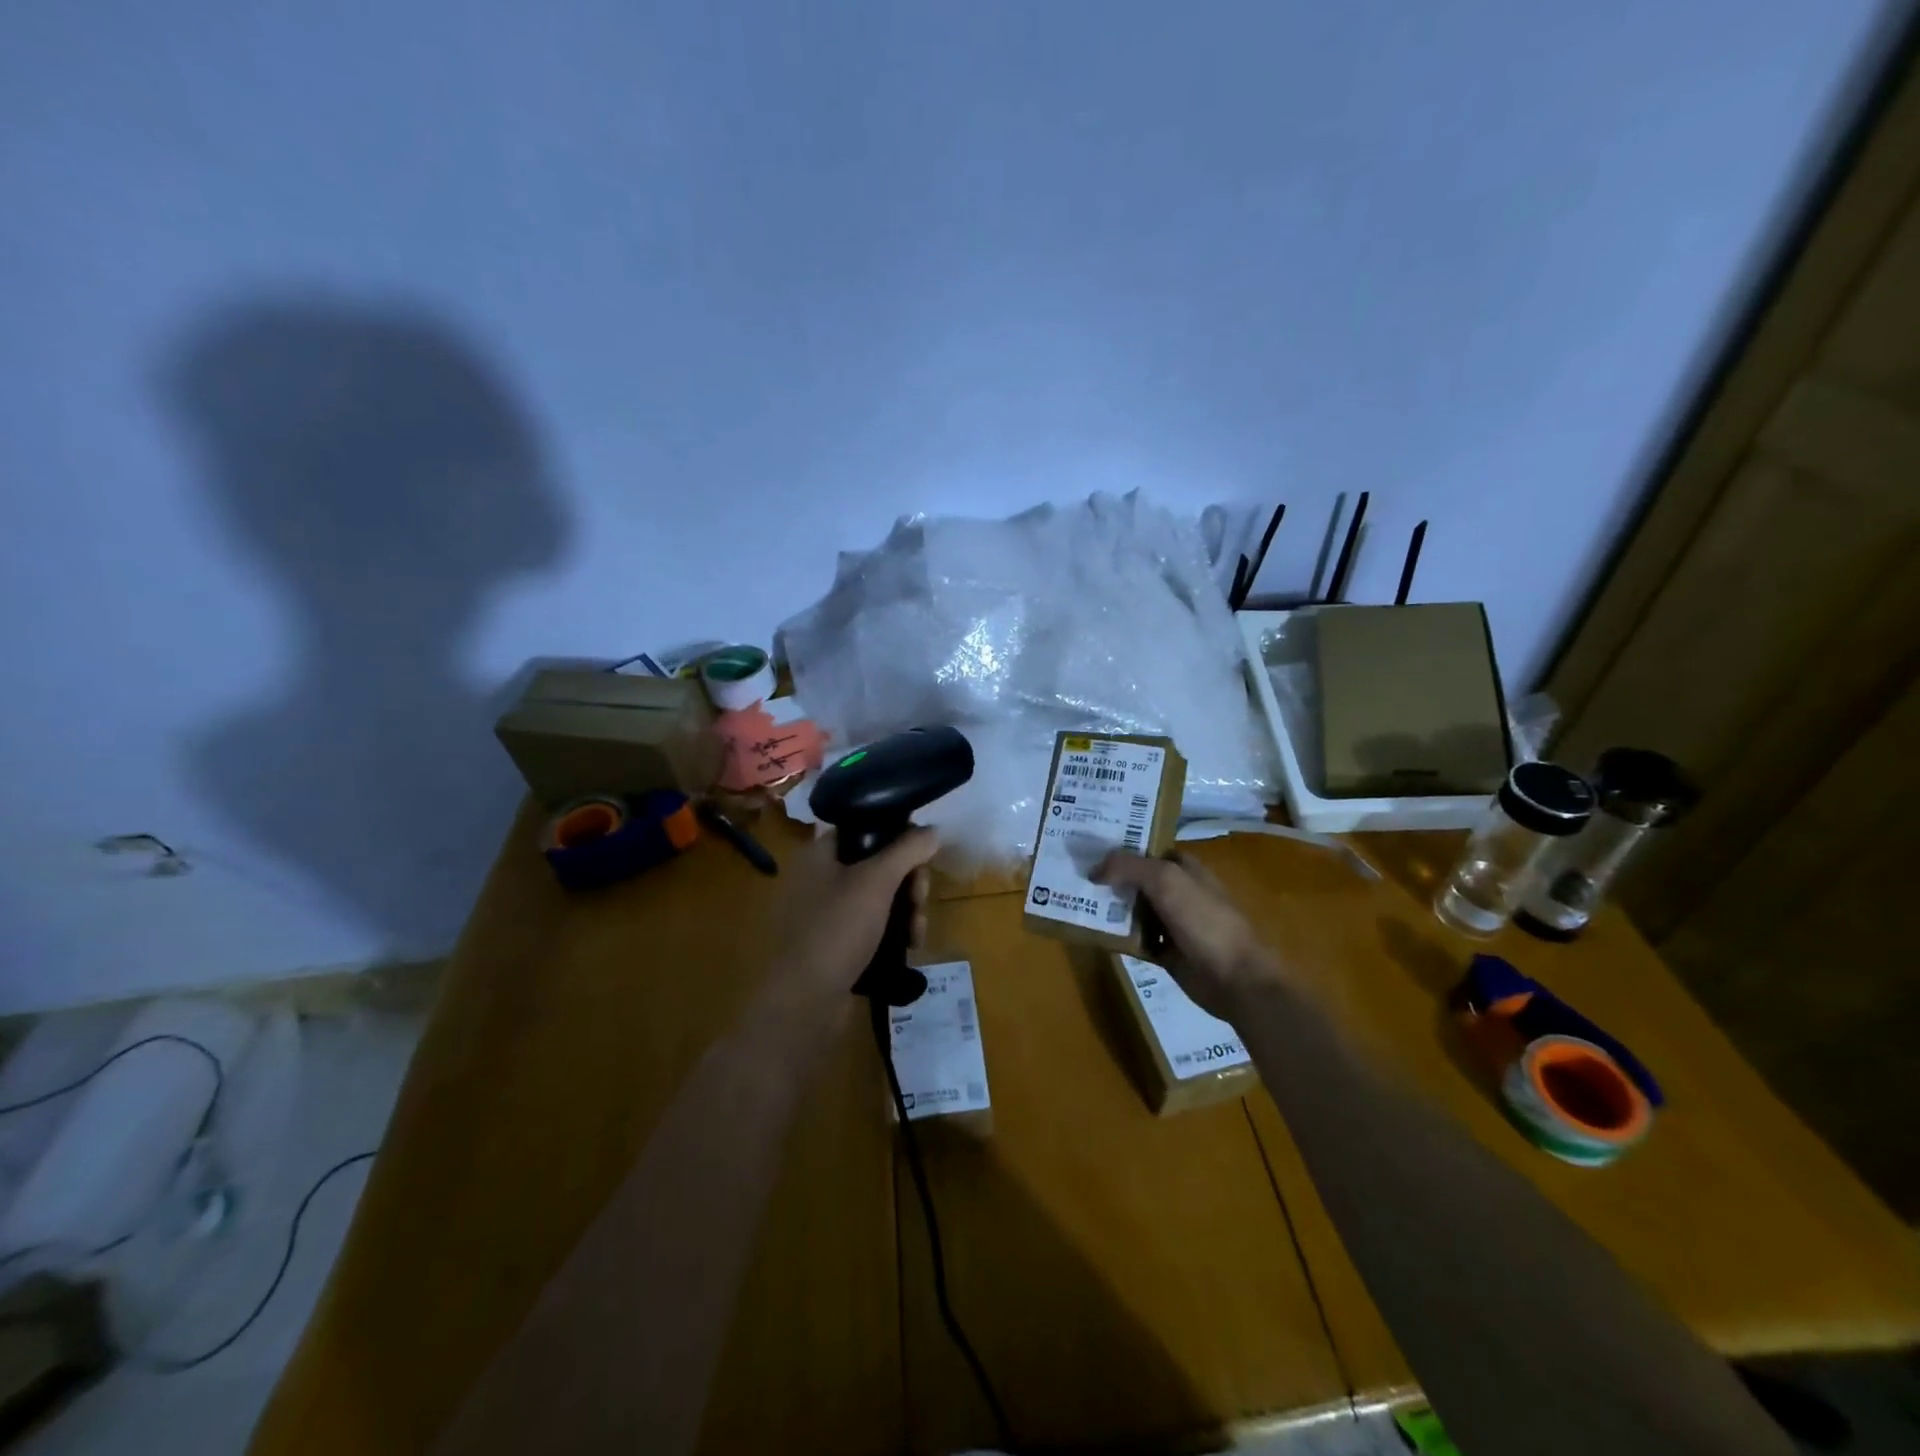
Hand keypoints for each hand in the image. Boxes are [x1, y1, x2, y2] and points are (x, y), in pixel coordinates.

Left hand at [775, 828, 938, 995]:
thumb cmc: (837, 929)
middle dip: (909, 881)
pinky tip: (909, 946)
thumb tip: (932, 830)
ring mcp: (826, 914)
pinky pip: (872, 926)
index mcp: (819, 854)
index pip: (864, 828)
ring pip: (879, 898)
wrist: (805, 1001)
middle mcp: (819, 878)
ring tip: (917, 932)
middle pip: (878, 864)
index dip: (897, 836)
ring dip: (907, 909)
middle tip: (921, 898)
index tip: (921, 855)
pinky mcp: (835, 944)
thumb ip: (907, 849)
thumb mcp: (877, 881)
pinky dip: (893, 931)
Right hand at [1090, 849, 1281, 1021]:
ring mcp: (1173, 923)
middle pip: (1137, 879)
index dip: (1122, 847)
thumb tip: (1093, 870)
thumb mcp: (1165, 880)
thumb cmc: (1204, 920)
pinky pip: (1135, 939)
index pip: (1149, 849)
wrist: (1235, 978)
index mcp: (1185, 868)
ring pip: (1134, 910)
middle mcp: (1178, 892)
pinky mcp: (1166, 952)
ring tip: (1076, 901)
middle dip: (1110, 877)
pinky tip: (1095, 933)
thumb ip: (1129, 867)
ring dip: (1110, 908)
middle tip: (1074, 874)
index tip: (1090, 847)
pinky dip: (1118, 937)